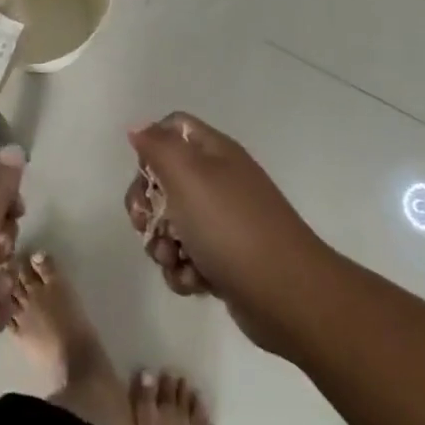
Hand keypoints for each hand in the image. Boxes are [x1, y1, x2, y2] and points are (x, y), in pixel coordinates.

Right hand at [123, 113, 329, 353]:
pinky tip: (193, 283)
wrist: (287, 296)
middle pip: (164, 180)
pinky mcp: (225, 261)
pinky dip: (183, 271)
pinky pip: (188, 258)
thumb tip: (138, 128)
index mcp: (213, 152)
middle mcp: (219, 181)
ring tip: (174, 262)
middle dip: (147, 207)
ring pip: (172, 224)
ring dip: (162, 245)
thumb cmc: (231, 227)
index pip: (172, 128)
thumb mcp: (187, 175)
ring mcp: (224, 222)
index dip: (150, 148)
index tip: (146, 177)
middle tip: (147, 227)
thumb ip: (157, 146)